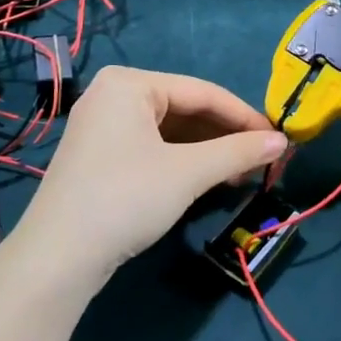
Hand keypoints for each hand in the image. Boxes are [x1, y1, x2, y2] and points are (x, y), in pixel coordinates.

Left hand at [10, 65, 287, 290]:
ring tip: (240, 175)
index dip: (245, 116)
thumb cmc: (126, 198)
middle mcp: (113, 94)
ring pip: (169, 130)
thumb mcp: (188, 173)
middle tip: (262, 161)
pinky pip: (152, 146)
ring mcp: (102, 125)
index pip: (202, 92)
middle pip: (185, 109)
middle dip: (225, 136)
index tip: (279, 139)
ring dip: (207, 151)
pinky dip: (182, 161)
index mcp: (130, 83)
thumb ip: (238, 152)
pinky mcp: (99, 154)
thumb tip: (283, 142)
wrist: (57, 258)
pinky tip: (207, 179)